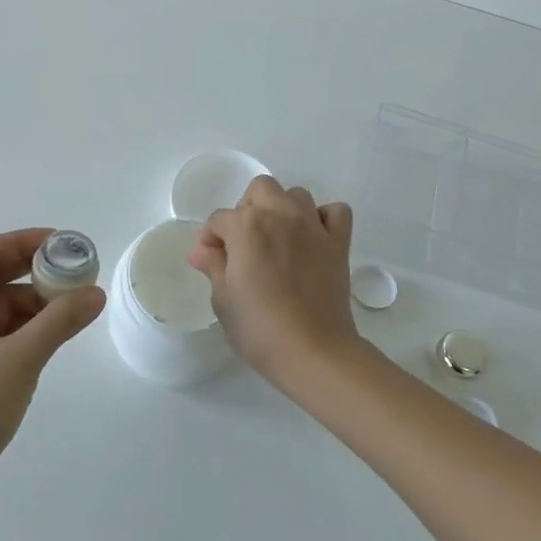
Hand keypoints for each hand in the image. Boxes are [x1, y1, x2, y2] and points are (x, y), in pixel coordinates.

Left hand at [0, 228, 104, 507]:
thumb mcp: (20, 359)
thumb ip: (60, 321)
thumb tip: (96, 293)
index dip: (24, 242)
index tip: (63, 243)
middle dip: (35, 273)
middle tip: (76, 272)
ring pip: (0, 306)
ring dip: (35, 303)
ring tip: (75, 305)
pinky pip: (0, 331)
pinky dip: (27, 327)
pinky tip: (56, 331)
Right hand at [188, 176, 360, 376]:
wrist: (314, 352)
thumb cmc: (259, 329)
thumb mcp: (224, 300)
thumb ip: (214, 267)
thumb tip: (201, 251)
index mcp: (246, 227)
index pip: (220, 218)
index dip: (211, 238)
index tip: (211, 259)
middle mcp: (280, 216)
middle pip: (260, 189)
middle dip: (247, 208)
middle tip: (243, 241)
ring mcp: (313, 227)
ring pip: (296, 195)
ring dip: (283, 209)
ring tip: (277, 239)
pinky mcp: (339, 243)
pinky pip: (335, 212)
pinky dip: (323, 218)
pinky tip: (313, 238)